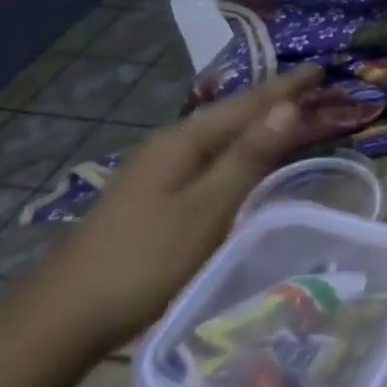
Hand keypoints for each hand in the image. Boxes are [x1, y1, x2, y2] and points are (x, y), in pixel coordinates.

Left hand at [25, 66, 324, 352]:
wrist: (64, 317)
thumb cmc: (147, 259)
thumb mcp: (209, 207)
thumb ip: (250, 156)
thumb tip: (289, 106)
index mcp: (183, 141)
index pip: (247, 104)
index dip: (286, 88)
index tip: (322, 70)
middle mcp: (168, 146)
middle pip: (231, 114)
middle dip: (273, 99)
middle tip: (313, 88)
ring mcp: (156, 171)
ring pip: (219, 135)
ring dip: (256, 122)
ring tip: (289, 114)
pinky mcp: (153, 195)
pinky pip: (209, 156)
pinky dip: (238, 147)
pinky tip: (243, 157)